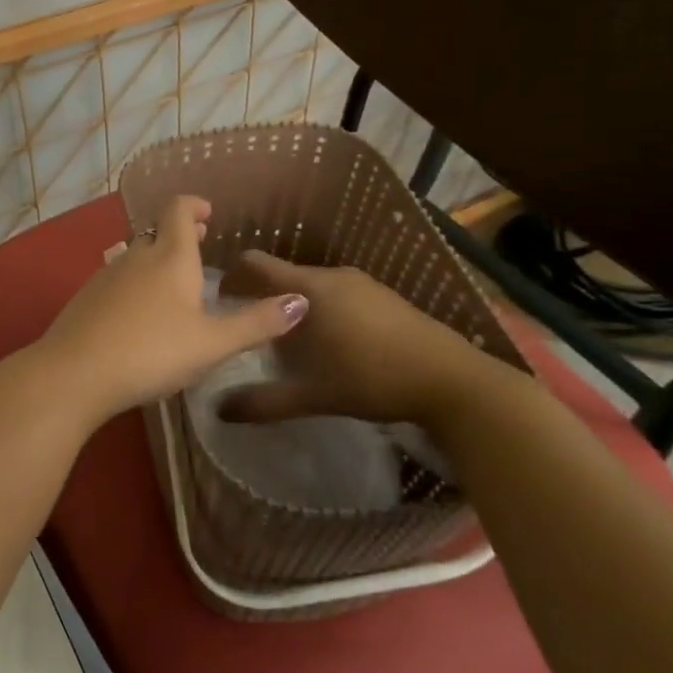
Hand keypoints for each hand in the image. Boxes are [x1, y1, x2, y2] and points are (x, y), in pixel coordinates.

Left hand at [32, 197, 308, 421]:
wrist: (75, 372)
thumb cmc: (151, 352)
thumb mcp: (212, 344)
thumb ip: (256, 323)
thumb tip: (302, 301)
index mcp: (169, 257)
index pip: (178, 211)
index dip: (194, 205)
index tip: (208, 212)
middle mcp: (135, 257)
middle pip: (157, 234)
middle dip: (180, 235)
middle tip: (200, 243)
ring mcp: (105, 277)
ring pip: (135, 257)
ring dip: (156, 260)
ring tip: (174, 281)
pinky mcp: (85, 299)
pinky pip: (117, 281)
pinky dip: (135, 284)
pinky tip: (139, 313)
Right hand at [215, 250, 519, 426]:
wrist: (455, 382)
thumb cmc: (374, 380)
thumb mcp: (313, 395)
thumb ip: (264, 401)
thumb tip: (218, 409)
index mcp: (309, 289)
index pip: (254, 264)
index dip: (231, 277)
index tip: (220, 301)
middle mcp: (332, 275)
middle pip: (282, 275)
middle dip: (262, 297)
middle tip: (250, 330)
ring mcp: (363, 283)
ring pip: (311, 285)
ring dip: (293, 305)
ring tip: (288, 341)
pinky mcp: (385, 296)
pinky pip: (337, 293)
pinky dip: (321, 309)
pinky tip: (331, 343)